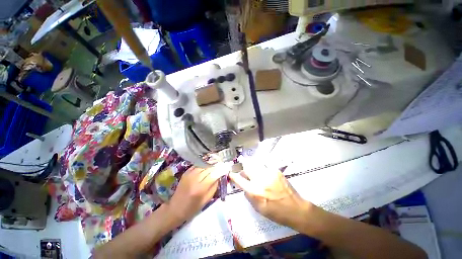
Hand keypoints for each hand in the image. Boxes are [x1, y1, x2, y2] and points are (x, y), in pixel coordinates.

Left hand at [166, 166, 224, 224]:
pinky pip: (198, 165)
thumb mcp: (207, 199)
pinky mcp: (186, 172)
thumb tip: (219, 176)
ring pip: (204, 164)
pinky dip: (204, 164)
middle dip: (217, 165)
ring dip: (211, 163)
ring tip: (216, 163)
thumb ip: (214, 186)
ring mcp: (189, 174)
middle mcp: (194, 178)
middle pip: (209, 167)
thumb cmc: (192, 208)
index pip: (214, 174)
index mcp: (200, 188)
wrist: (175, 208)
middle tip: (222, 164)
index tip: (227, 167)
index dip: (221, 169)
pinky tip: (207, 165)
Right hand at [229, 166, 313, 228]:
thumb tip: (244, 186)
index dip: (233, 175)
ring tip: (256, 175)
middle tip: (245, 174)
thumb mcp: (258, 209)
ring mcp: (269, 173)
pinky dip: (261, 170)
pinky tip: (265, 176)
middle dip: (244, 170)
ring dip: (253, 169)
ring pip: (255, 165)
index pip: (240, 180)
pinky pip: (264, 167)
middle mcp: (261, 180)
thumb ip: (248, 196)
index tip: (230, 173)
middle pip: (247, 168)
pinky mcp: (276, 170)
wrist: (296, 209)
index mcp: (255, 192)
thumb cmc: (276, 212)